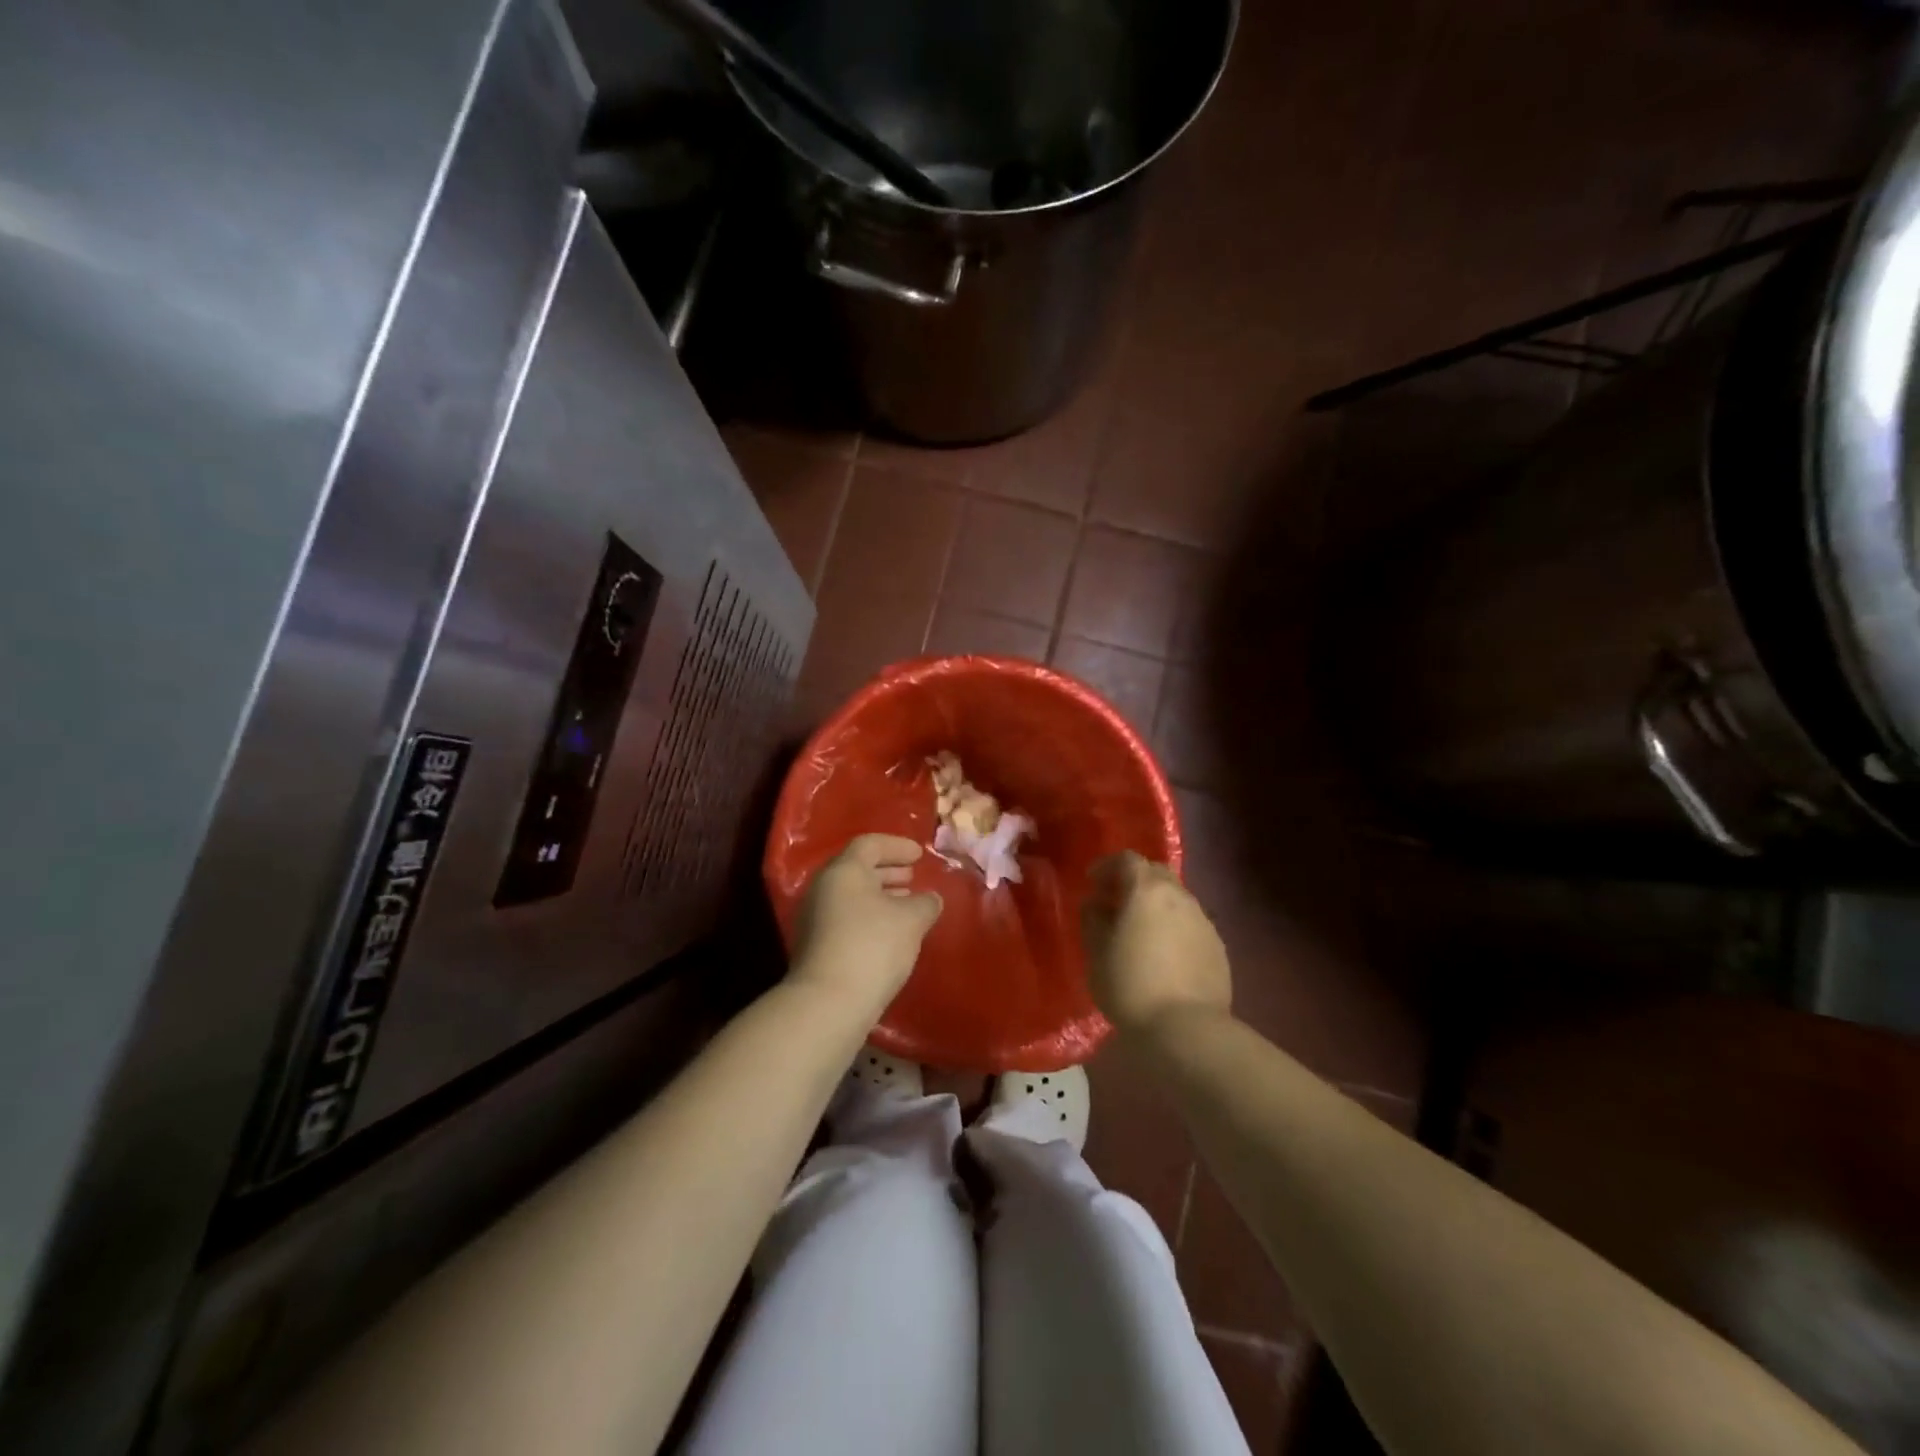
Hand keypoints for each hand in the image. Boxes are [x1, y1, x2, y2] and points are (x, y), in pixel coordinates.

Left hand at [789, 834, 942, 1017]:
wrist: (829, 1002)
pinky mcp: (816, 946)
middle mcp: (823, 888)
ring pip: (852, 896)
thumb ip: (925, 902)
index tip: (919, 855)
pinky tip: (891, 934)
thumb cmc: (873, 946)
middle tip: (913, 877)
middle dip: (888, 871)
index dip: (897, 846)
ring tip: (907, 905)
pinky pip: (846, 918)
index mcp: (843, 871)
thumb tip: (930, 899)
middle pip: (857, 869)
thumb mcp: (911, 919)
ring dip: (880, 896)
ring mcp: (815, 918)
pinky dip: (870, 917)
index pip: (870, 844)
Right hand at [1082, 851, 1231, 1036]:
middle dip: (1134, 880)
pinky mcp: (1218, 947)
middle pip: (1156, 873)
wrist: (1187, 1028)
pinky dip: (1174, 927)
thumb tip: (1096, 903)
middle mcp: (1180, 896)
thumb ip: (1093, 919)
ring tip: (1140, 930)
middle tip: (1116, 902)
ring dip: (1156, 904)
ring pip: (1176, 899)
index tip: (1092, 882)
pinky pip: (1191, 924)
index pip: (1127, 859)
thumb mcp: (1096, 952)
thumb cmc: (1130, 985)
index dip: (1107, 866)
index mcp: (1147, 890)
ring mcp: (1203, 920)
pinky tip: (1165, 953)